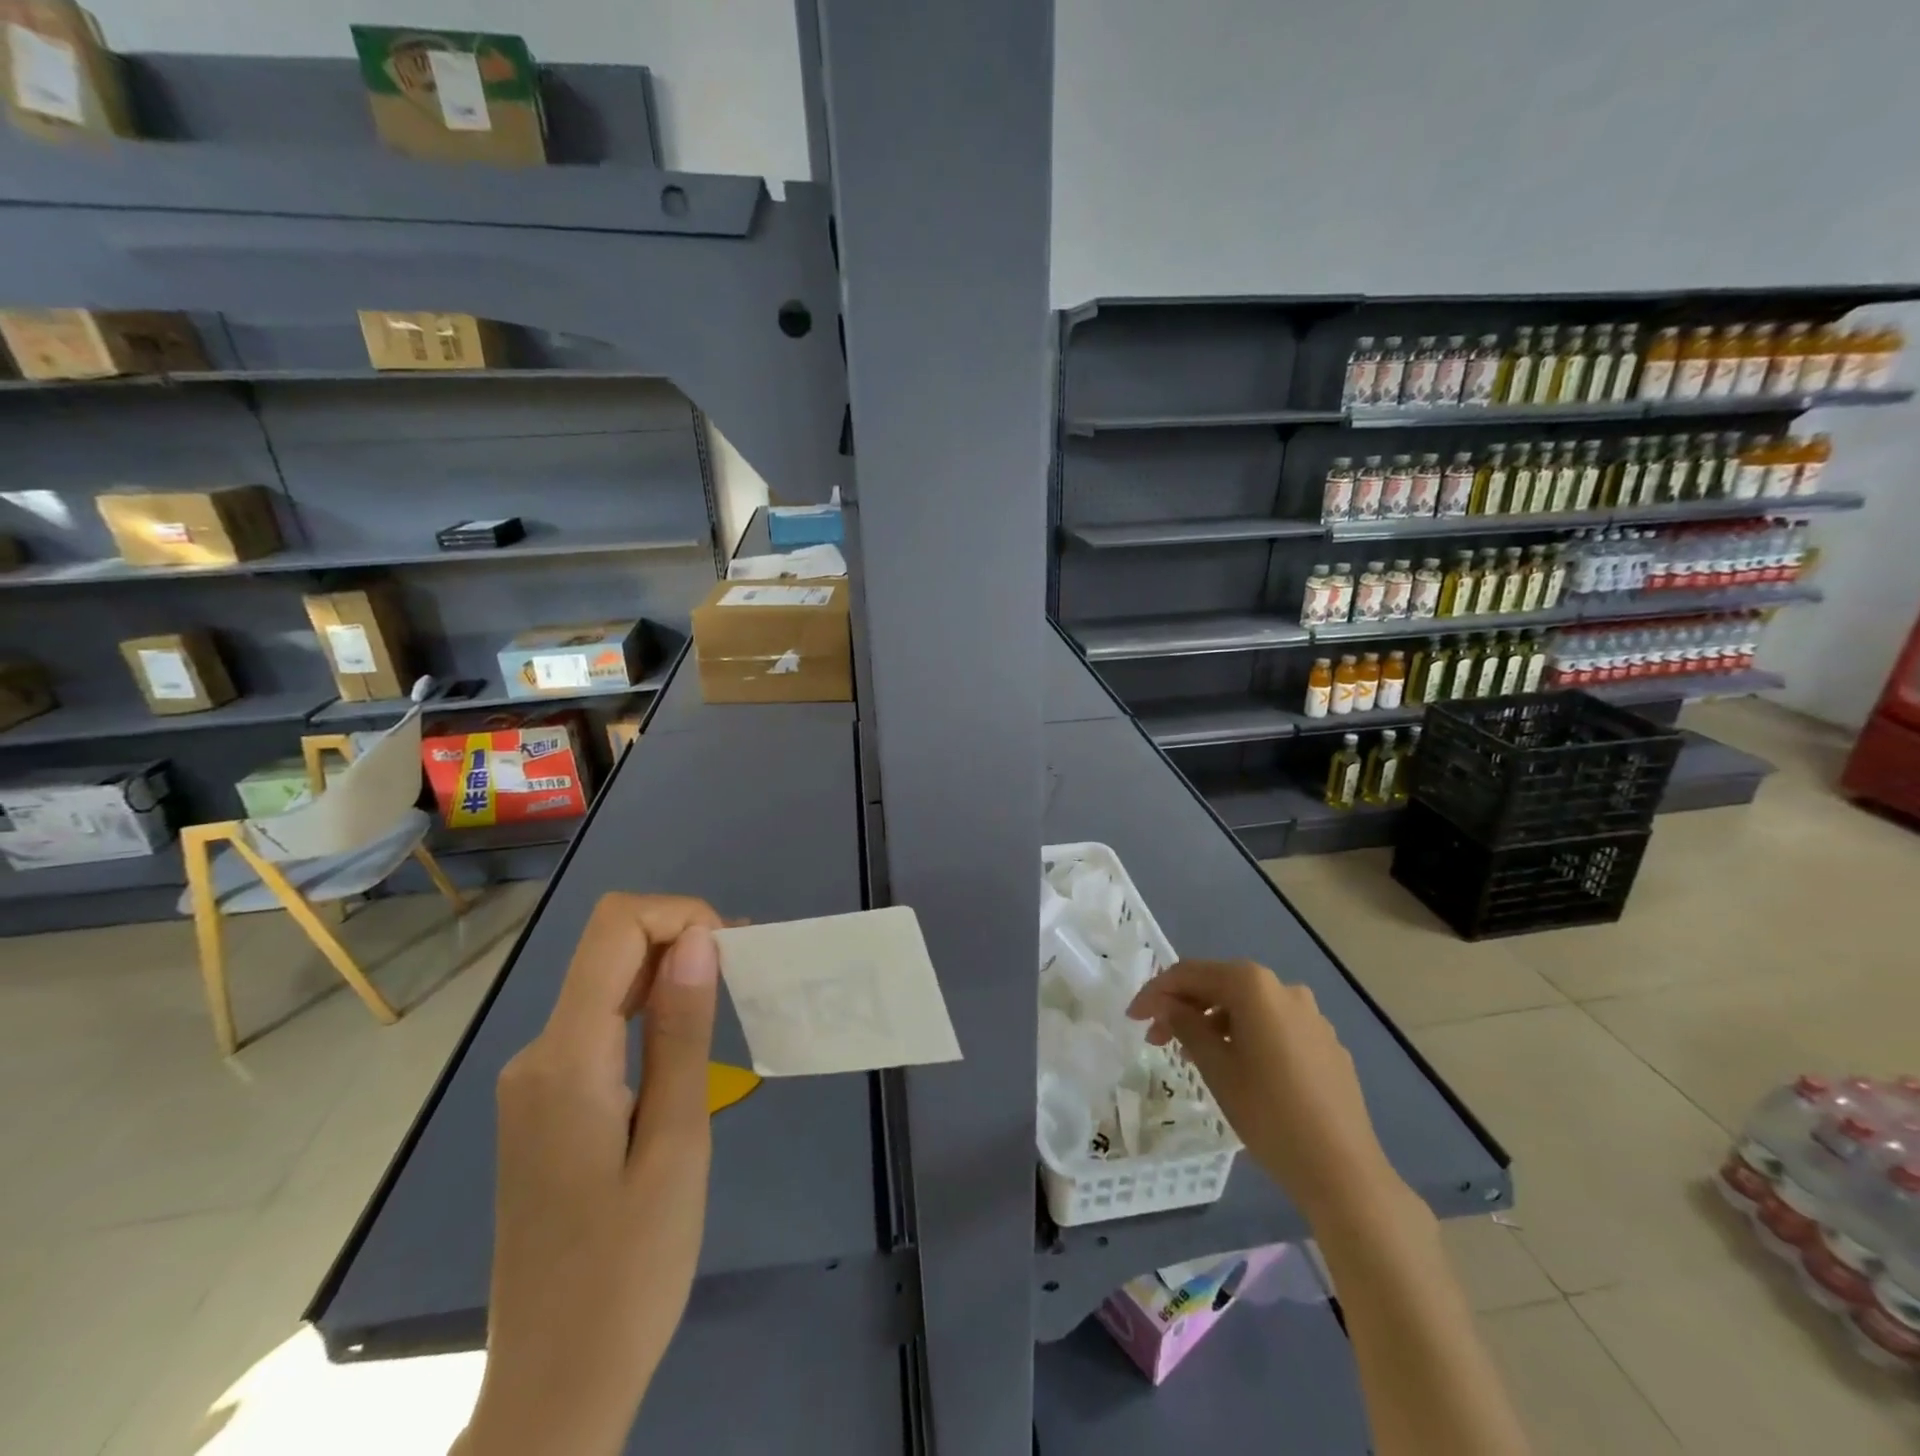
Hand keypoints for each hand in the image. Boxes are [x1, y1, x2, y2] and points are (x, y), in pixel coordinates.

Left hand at [457, 893, 724, 1455]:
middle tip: (747, 975)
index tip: (734, 951)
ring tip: (728, 1002)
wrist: (553, 1385)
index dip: (678, 914)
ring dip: (668, 976)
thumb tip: (695, 939)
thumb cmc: (630, 1271)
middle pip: (607, 951)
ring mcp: (534, 1082)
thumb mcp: (676, 1144)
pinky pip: (597, 1026)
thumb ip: (681, 1033)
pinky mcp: (544, 1105)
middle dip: (680, 941)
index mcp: (564, 1059)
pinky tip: (685, 1043)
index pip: (614, 929)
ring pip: (603, 986)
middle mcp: (536, 1055)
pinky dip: (647, 1012)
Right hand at [1127, 959, 1398, 1222]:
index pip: (1191, 974)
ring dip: (1214, 1021)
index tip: (1133, 1017)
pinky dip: (1247, 1035)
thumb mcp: (1215, 1067)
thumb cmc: (1268, 1113)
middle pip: (1221, 985)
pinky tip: (1238, 1067)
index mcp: (1254, 986)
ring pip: (1248, 1007)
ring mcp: (1311, 1016)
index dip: (1156, 992)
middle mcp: (1284, 989)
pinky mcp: (1326, 1043)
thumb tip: (1167, 1005)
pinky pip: (1274, 1027)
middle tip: (1156, 1039)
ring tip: (1193, 1055)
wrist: (1343, 1171)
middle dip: (1184, 1007)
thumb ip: (1185, 1025)